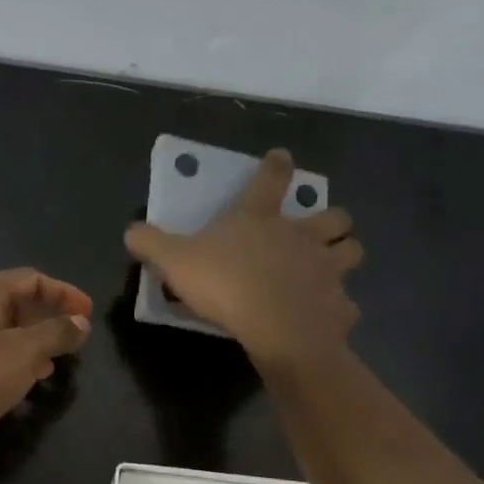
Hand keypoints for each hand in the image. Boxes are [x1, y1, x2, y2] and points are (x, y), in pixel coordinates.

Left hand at [0, 268, 92, 464]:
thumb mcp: (24, 353)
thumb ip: (56, 333)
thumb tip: (81, 322)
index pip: (31, 279)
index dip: (64, 293)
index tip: (88, 314)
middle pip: (16, 303)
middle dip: (49, 319)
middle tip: (75, 341)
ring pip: (3, 331)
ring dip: (33, 343)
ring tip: (56, 363)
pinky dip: (14, 360)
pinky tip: (28, 380)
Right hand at [124, 149, 363, 367]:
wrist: (275, 327)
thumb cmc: (225, 285)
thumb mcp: (175, 261)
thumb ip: (151, 244)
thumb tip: (130, 231)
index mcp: (262, 220)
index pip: (271, 180)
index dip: (276, 166)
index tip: (282, 157)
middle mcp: (302, 237)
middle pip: (334, 216)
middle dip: (332, 219)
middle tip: (321, 229)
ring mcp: (327, 270)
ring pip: (352, 251)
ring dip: (345, 254)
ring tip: (332, 265)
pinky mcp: (338, 305)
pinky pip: (346, 304)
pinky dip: (339, 308)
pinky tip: (327, 316)